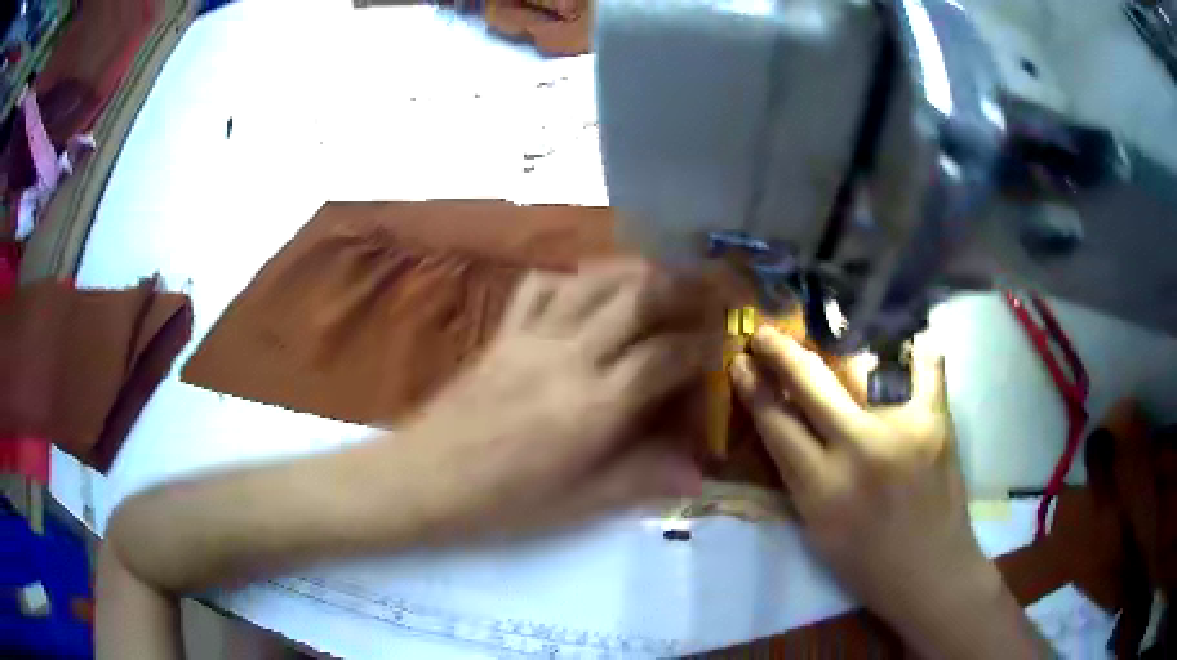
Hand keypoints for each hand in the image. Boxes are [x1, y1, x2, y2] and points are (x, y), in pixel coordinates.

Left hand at [399, 261, 711, 540]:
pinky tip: (587, 291)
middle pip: (637, 297)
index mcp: (594, 407)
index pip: (665, 355)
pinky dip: (573, 278)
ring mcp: (532, 338)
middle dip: (683, 285)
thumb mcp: (577, 504)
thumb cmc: (501, 501)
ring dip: (634, 270)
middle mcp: (570, 358)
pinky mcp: (503, 333)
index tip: (724, 339)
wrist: (424, 478)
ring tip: (661, 276)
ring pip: (593, 280)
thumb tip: (697, 473)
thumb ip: (640, 480)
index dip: (703, 342)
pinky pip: (540, 286)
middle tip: (710, 284)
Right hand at [729, 327, 1043, 657]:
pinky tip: (903, 335)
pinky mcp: (937, 420)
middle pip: (810, 382)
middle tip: (765, 332)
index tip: (740, 362)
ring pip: (862, 363)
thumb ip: (799, 474)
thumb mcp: (815, 527)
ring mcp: (902, 427)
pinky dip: (914, 348)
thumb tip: (782, 424)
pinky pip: (925, 367)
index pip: (775, 422)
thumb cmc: (865, 562)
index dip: (753, 387)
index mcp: (820, 487)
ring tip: (826, 325)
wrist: (930, 572)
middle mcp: (858, 448)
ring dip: (838, 339)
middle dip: (780, 350)